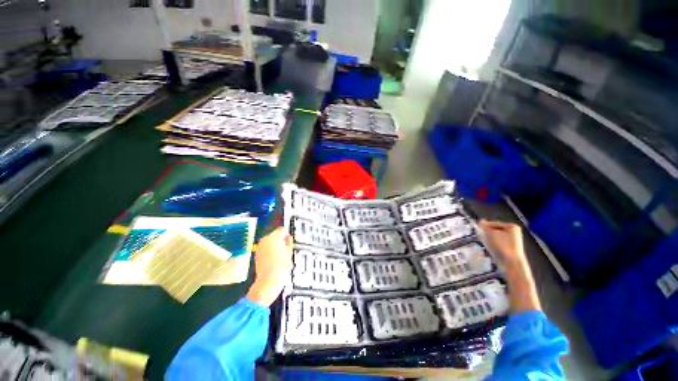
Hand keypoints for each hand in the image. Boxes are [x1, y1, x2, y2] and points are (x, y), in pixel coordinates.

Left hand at [247, 227, 293, 306]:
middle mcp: (264, 240)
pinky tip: (274, 261)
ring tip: (281, 258)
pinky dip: (269, 252)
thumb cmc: (280, 269)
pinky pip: (265, 249)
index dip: (287, 235)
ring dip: (275, 247)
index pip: (282, 230)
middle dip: (280, 241)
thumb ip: (289, 244)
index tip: (290, 241)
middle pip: (274, 236)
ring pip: (269, 243)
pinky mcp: (257, 254)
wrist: (268, 281)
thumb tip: (288, 238)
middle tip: (287, 251)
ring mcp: (259, 247)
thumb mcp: (289, 256)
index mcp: (273, 238)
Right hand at [479, 220, 525, 265]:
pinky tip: (489, 254)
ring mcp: (514, 245)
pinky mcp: (511, 255)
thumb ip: (486, 228)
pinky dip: (494, 251)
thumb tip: (481, 222)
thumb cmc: (503, 248)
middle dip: (489, 236)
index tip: (477, 229)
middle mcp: (515, 234)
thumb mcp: (492, 235)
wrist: (512, 266)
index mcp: (512, 226)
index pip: (496, 224)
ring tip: (483, 247)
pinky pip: (500, 250)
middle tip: (479, 238)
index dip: (486, 226)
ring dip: (491, 244)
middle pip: (498, 233)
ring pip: (499, 242)